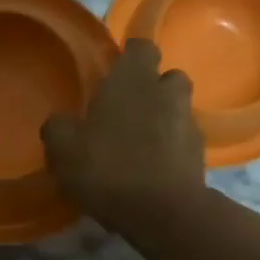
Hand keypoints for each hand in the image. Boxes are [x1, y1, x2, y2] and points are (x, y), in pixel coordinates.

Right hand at [42, 37, 206, 236]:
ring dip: (163, 122)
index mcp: (134, 79)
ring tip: (139, 147)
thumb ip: (58, 127)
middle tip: (128, 111)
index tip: (115, 71)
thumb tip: (60, 121)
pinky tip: (150, 175)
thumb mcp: (63, 149)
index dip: (130, 56)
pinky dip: (170, 153)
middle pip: (167, 78)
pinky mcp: (200, 157)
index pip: (142, 46)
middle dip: (153, 89)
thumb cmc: (108, 168)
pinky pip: (182, 145)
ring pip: (178, 112)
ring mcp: (190, 125)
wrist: (163, 213)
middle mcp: (167, 93)